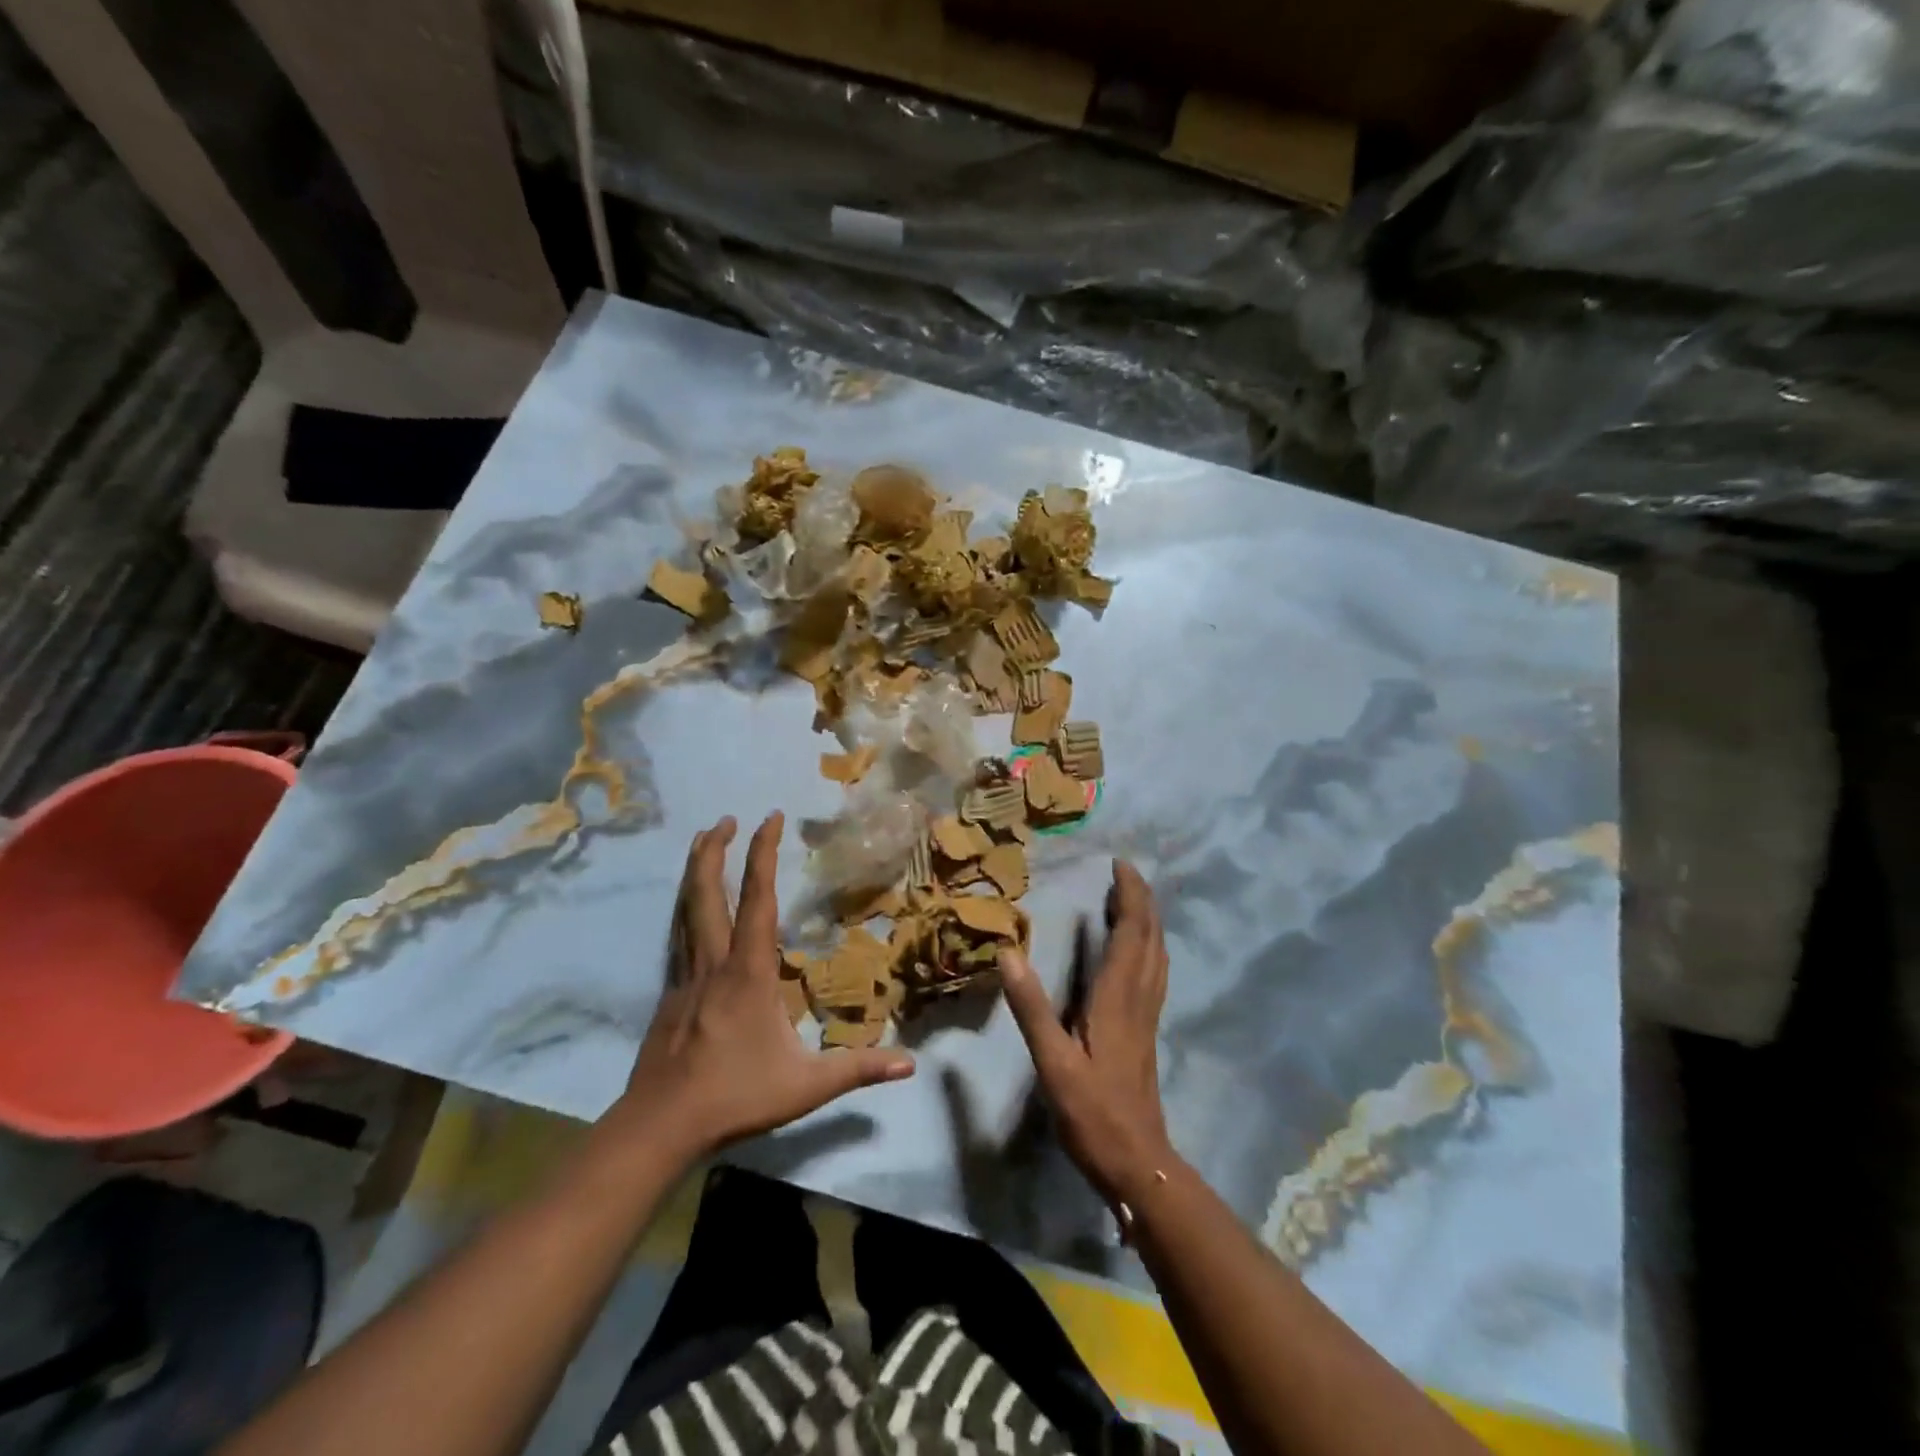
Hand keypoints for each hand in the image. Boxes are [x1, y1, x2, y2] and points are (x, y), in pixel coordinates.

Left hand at [607, 813, 914, 1158]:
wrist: (660, 1125)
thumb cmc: (736, 1096)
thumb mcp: (806, 1086)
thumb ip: (857, 1069)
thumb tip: (911, 1066)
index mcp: (749, 971)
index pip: (758, 899)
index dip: (763, 854)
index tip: (770, 817)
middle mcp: (714, 962)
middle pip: (707, 893)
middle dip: (715, 850)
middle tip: (724, 818)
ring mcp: (686, 977)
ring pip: (686, 910)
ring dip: (695, 872)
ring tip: (700, 842)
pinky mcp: (670, 995)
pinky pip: (678, 938)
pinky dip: (685, 909)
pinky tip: (689, 911)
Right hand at [999, 860, 1174, 1207]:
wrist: (1138, 1163)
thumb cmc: (1093, 1113)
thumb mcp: (1053, 1062)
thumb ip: (1032, 1008)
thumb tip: (1009, 952)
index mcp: (1118, 998)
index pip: (1131, 933)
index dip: (1129, 896)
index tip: (1119, 865)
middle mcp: (1139, 998)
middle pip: (1150, 937)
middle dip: (1141, 900)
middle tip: (1124, 872)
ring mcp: (1147, 1015)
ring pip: (1156, 955)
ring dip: (1147, 921)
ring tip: (1131, 899)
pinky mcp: (1146, 1030)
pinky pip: (1153, 973)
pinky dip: (1147, 946)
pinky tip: (1136, 952)